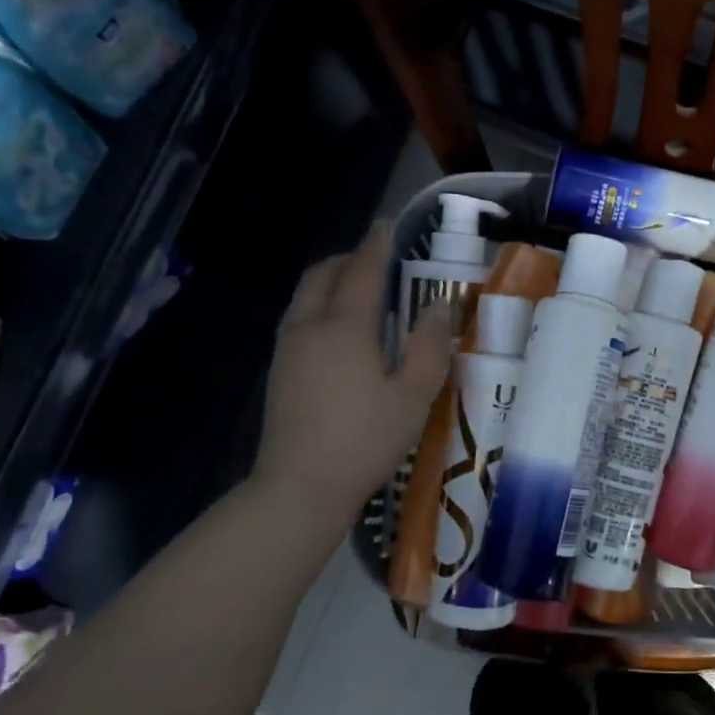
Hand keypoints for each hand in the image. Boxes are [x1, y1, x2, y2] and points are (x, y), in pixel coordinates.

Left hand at [252, 223, 451, 519]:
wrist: (300, 487)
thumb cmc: (364, 440)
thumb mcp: (413, 396)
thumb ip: (429, 348)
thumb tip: (437, 309)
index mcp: (344, 327)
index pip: (361, 271)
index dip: (376, 246)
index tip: (387, 227)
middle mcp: (308, 327)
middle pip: (322, 275)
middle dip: (347, 260)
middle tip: (376, 264)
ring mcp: (287, 350)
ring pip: (305, 297)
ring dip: (330, 283)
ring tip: (359, 295)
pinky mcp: (278, 372)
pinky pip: (298, 320)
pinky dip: (319, 309)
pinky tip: (339, 335)